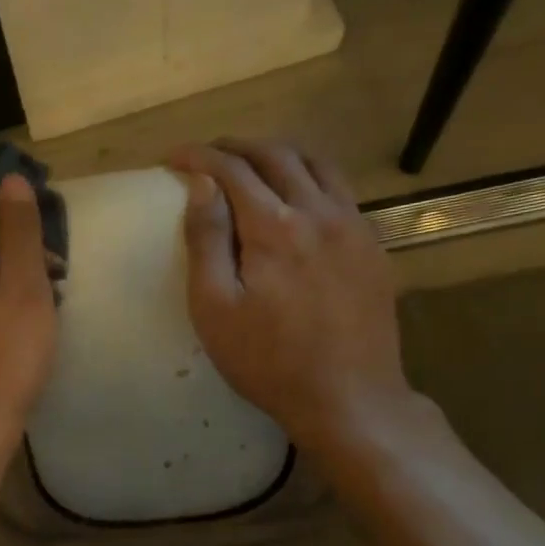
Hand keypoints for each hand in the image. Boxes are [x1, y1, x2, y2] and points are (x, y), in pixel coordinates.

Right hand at [170, 139, 417, 454]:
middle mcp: (318, 212)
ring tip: (251, 162)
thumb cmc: (268, 361)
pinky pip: (340, 190)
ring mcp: (353, 226)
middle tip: (207, 156)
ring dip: (278, 154)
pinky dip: (310, 176)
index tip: (172, 158)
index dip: (198, 157)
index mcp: (274, 227)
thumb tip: (202, 185)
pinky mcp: (372, 246)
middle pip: (276, 155)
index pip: (232, 170)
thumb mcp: (216, 309)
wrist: (349, 398)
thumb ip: (206, 241)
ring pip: (316, 164)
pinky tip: (297, 196)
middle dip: (236, 147)